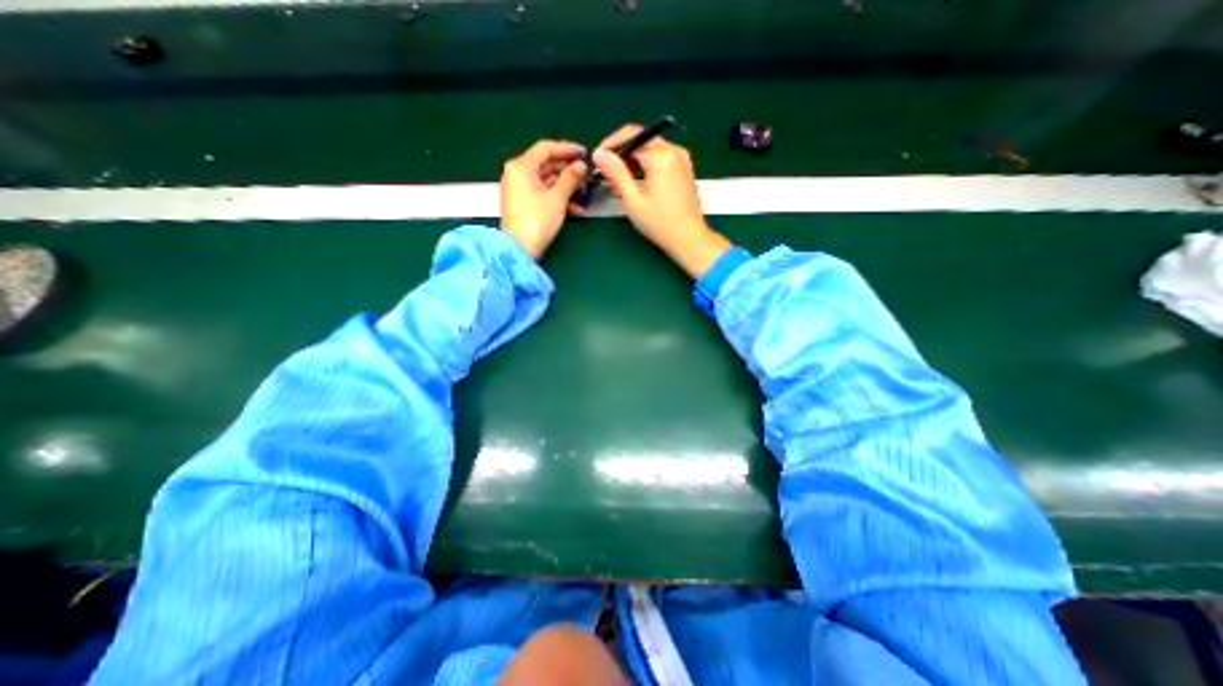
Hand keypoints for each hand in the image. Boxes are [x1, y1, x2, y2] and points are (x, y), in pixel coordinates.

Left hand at [498, 138, 590, 259]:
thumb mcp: (558, 198)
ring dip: (565, 186)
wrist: (519, 250)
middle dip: (568, 169)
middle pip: (546, 164)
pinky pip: (542, 194)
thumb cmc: (537, 221)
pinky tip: (575, 208)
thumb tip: (581, 166)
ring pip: (546, 181)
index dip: (567, 148)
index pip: (546, 148)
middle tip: (586, 173)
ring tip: (584, 191)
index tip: (584, 153)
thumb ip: (571, 178)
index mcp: (521, 166)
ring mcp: (519, 190)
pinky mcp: (523, 205)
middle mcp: (517, 174)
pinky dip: (557, 198)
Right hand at [590, 127, 723, 278]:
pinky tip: (636, 185)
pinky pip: (660, 159)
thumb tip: (599, 153)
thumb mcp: (633, 200)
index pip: (630, 136)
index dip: (611, 145)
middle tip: (607, 174)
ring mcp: (681, 159)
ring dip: (633, 162)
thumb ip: (616, 173)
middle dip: (622, 154)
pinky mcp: (683, 169)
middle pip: (641, 140)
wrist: (689, 239)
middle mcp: (674, 151)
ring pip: (650, 150)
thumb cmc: (660, 223)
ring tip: (619, 184)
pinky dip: (645, 167)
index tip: (598, 159)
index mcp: (662, 155)